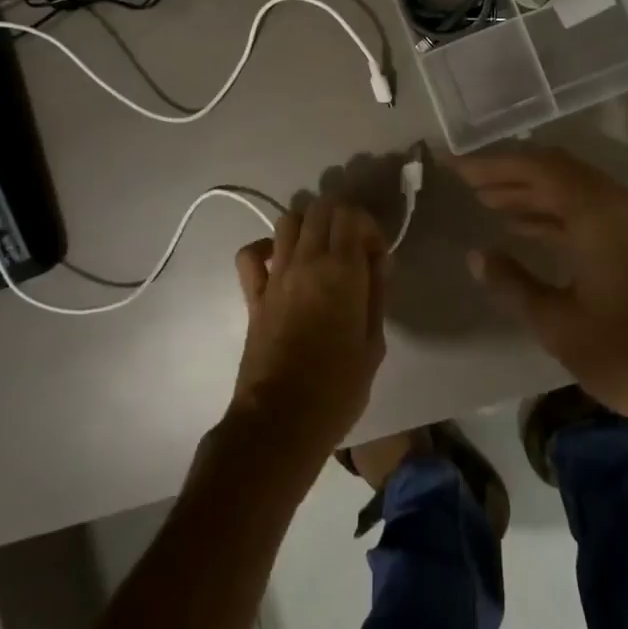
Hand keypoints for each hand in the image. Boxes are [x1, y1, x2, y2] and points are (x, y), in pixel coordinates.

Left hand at [225, 196, 387, 467]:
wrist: (281, 420)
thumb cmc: (338, 388)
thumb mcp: (374, 343)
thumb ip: (376, 293)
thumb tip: (377, 260)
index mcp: (341, 271)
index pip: (351, 214)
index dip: (368, 225)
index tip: (376, 255)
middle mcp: (306, 261)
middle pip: (320, 208)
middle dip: (341, 217)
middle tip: (353, 248)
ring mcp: (275, 276)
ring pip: (288, 220)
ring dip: (308, 225)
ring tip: (321, 252)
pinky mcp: (253, 295)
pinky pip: (250, 254)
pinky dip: (265, 248)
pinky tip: (281, 263)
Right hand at [448, 145, 627, 439]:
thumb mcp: (558, 323)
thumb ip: (512, 283)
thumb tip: (477, 255)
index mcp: (598, 212)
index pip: (536, 168)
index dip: (491, 165)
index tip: (455, 168)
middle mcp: (619, 204)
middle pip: (556, 171)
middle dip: (510, 174)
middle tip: (468, 184)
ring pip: (574, 190)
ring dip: (532, 193)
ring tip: (488, 204)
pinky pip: (590, 210)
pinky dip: (556, 213)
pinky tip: (528, 230)